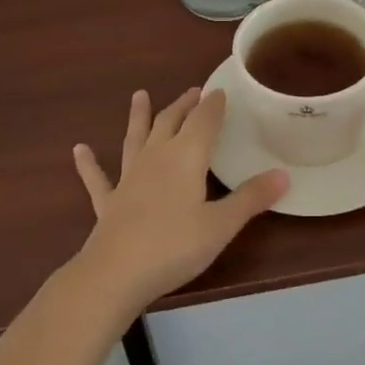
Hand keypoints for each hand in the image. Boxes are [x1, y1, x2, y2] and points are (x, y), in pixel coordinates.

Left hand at [73, 88, 287, 314]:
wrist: (115, 274)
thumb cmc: (174, 246)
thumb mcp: (221, 225)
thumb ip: (251, 198)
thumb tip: (284, 174)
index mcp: (185, 157)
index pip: (203, 121)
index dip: (213, 105)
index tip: (221, 91)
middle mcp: (156, 158)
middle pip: (170, 122)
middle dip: (184, 105)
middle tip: (194, 92)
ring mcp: (128, 178)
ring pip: (135, 138)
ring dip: (139, 117)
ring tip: (139, 95)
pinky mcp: (108, 202)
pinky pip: (97, 178)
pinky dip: (89, 163)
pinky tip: (79, 150)